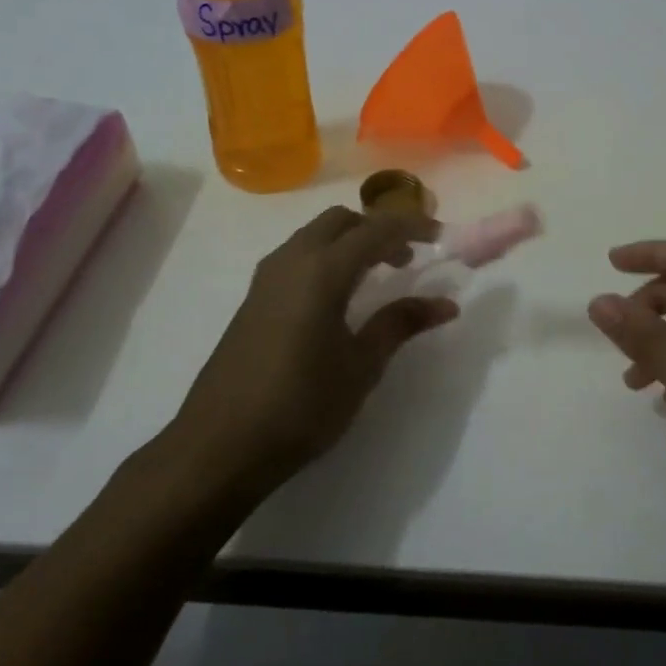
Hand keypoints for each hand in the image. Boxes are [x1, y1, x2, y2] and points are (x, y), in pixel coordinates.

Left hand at [163, 208, 458, 499]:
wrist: (221, 445)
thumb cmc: (301, 405)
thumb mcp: (361, 367)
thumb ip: (399, 324)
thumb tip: (445, 304)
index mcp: (321, 271)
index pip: (375, 229)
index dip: (412, 226)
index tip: (441, 236)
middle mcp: (291, 261)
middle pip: (341, 221)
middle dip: (378, 228)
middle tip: (408, 257)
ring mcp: (266, 279)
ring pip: (315, 235)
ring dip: (350, 241)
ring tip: (379, 274)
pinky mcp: (254, 299)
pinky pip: (298, 257)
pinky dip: (327, 257)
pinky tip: (340, 296)